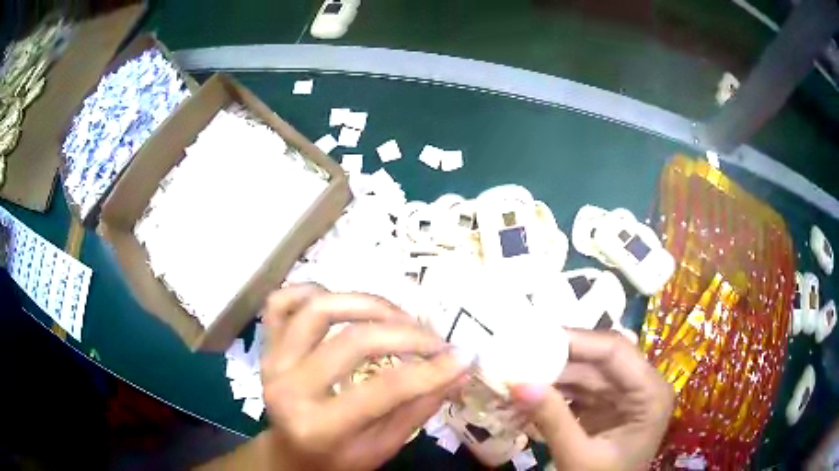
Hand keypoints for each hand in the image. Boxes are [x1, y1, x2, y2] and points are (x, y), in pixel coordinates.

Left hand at [259, 284, 474, 470]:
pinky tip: (339, 302)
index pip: (384, 390)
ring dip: (366, 303)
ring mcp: (272, 360)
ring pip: (318, 308)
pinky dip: (311, 291)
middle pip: (353, 341)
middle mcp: (289, 387)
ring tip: (398, 316)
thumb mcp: (383, 447)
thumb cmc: (339, 459)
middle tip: (434, 339)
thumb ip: (419, 408)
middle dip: (406, 334)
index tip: (463, 356)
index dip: (430, 370)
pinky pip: (282, 302)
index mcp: (319, 427)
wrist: (291, 454)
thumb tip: (461, 369)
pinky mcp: (266, 345)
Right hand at [511, 330, 673, 470]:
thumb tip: (517, 383)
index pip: (615, 351)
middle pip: (599, 359)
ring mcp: (625, 395)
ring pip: (586, 372)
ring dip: (551, 376)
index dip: (576, 340)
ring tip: (516, 373)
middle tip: (517, 354)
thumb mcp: (578, 457)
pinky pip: (580, 389)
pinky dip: (554, 392)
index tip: (534, 337)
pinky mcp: (608, 405)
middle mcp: (642, 385)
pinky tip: (529, 393)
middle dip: (557, 359)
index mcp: (650, 394)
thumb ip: (552, 420)